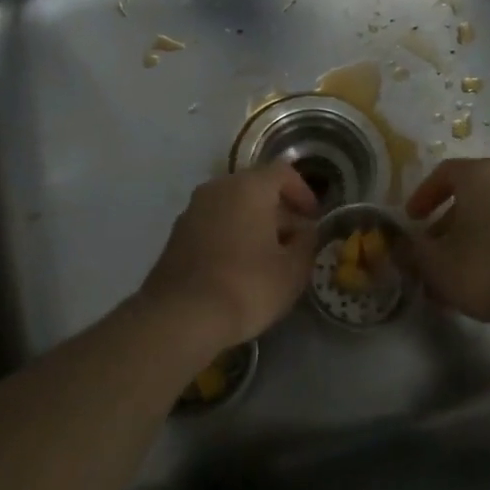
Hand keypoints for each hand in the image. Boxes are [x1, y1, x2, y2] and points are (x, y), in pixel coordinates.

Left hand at [138, 163, 318, 355]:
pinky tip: (239, 269)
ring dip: (253, 224)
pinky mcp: (176, 235)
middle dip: (278, 212)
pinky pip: (213, 225)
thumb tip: (305, 231)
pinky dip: (230, 236)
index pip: (282, 172)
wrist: (181, 317)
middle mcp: (217, 188)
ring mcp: (192, 211)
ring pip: (232, 207)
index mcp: (248, 187)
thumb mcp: (293, 270)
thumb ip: (307, 243)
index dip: (303, 192)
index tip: (313, 219)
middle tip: (295, 242)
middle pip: (255, 188)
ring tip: (268, 258)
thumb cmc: (247, 286)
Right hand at [401, 158, 489, 325]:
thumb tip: (398, 246)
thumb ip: (411, 252)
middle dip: (447, 224)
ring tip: (456, 273)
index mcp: (480, 176)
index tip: (412, 220)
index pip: (443, 173)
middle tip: (432, 251)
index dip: (423, 196)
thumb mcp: (435, 264)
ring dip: (471, 238)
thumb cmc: (486, 268)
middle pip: (470, 196)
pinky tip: (486, 280)